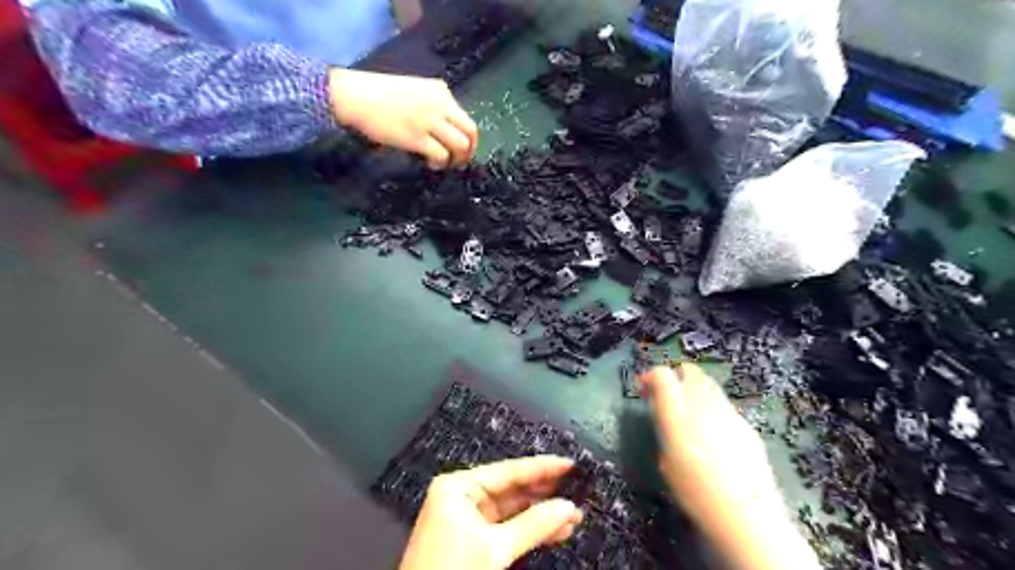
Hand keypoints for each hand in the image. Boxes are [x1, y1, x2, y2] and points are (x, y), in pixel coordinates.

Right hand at [329, 66, 479, 167]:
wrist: (355, 96)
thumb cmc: (379, 93)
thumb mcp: (415, 90)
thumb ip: (434, 104)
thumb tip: (445, 129)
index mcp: (441, 91)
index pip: (466, 118)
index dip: (468, 138)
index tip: (461, 149)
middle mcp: (440, 105)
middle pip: (471, 132)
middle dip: (469, 151)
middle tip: (460, 161)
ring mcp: (430, 121)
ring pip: (460, 145)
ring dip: (456, 159)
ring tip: (444, 164)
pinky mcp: (418, 138)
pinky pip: (441, 155)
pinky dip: (440, 164)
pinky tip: (431, 164)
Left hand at [398, 458, 582, 569]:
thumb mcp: (495, 548)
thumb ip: (533, 525)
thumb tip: (567, 508)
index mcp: (458, 487)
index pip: (508, 471)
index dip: (541, 467)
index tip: (568, 464)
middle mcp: (461, 497)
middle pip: (511, 489)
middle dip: (544, 494)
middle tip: (576, 488)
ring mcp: (466, 519)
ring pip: (511, 511)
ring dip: (541, 515)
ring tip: (572, 515)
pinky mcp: (472, 540)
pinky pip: (506, 528)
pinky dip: (529, 531)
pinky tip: (554, 531)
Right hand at [640, 367, 822, 566]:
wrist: (745, 514)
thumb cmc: (695, 491)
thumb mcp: (666, 459)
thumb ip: (665, 428)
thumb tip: (664, 414)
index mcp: (677, 412)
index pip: (662, 374)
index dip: (651, 376)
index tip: (643, 389)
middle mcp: (703, 403)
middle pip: (689, 372)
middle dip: (676, 378)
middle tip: (668, 396)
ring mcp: (728, 411)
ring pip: (709, 385)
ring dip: (695, 391)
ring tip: (690, 414)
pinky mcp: (746, 424)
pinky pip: (724, 406)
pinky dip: (713, 409)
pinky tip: (714, 434)